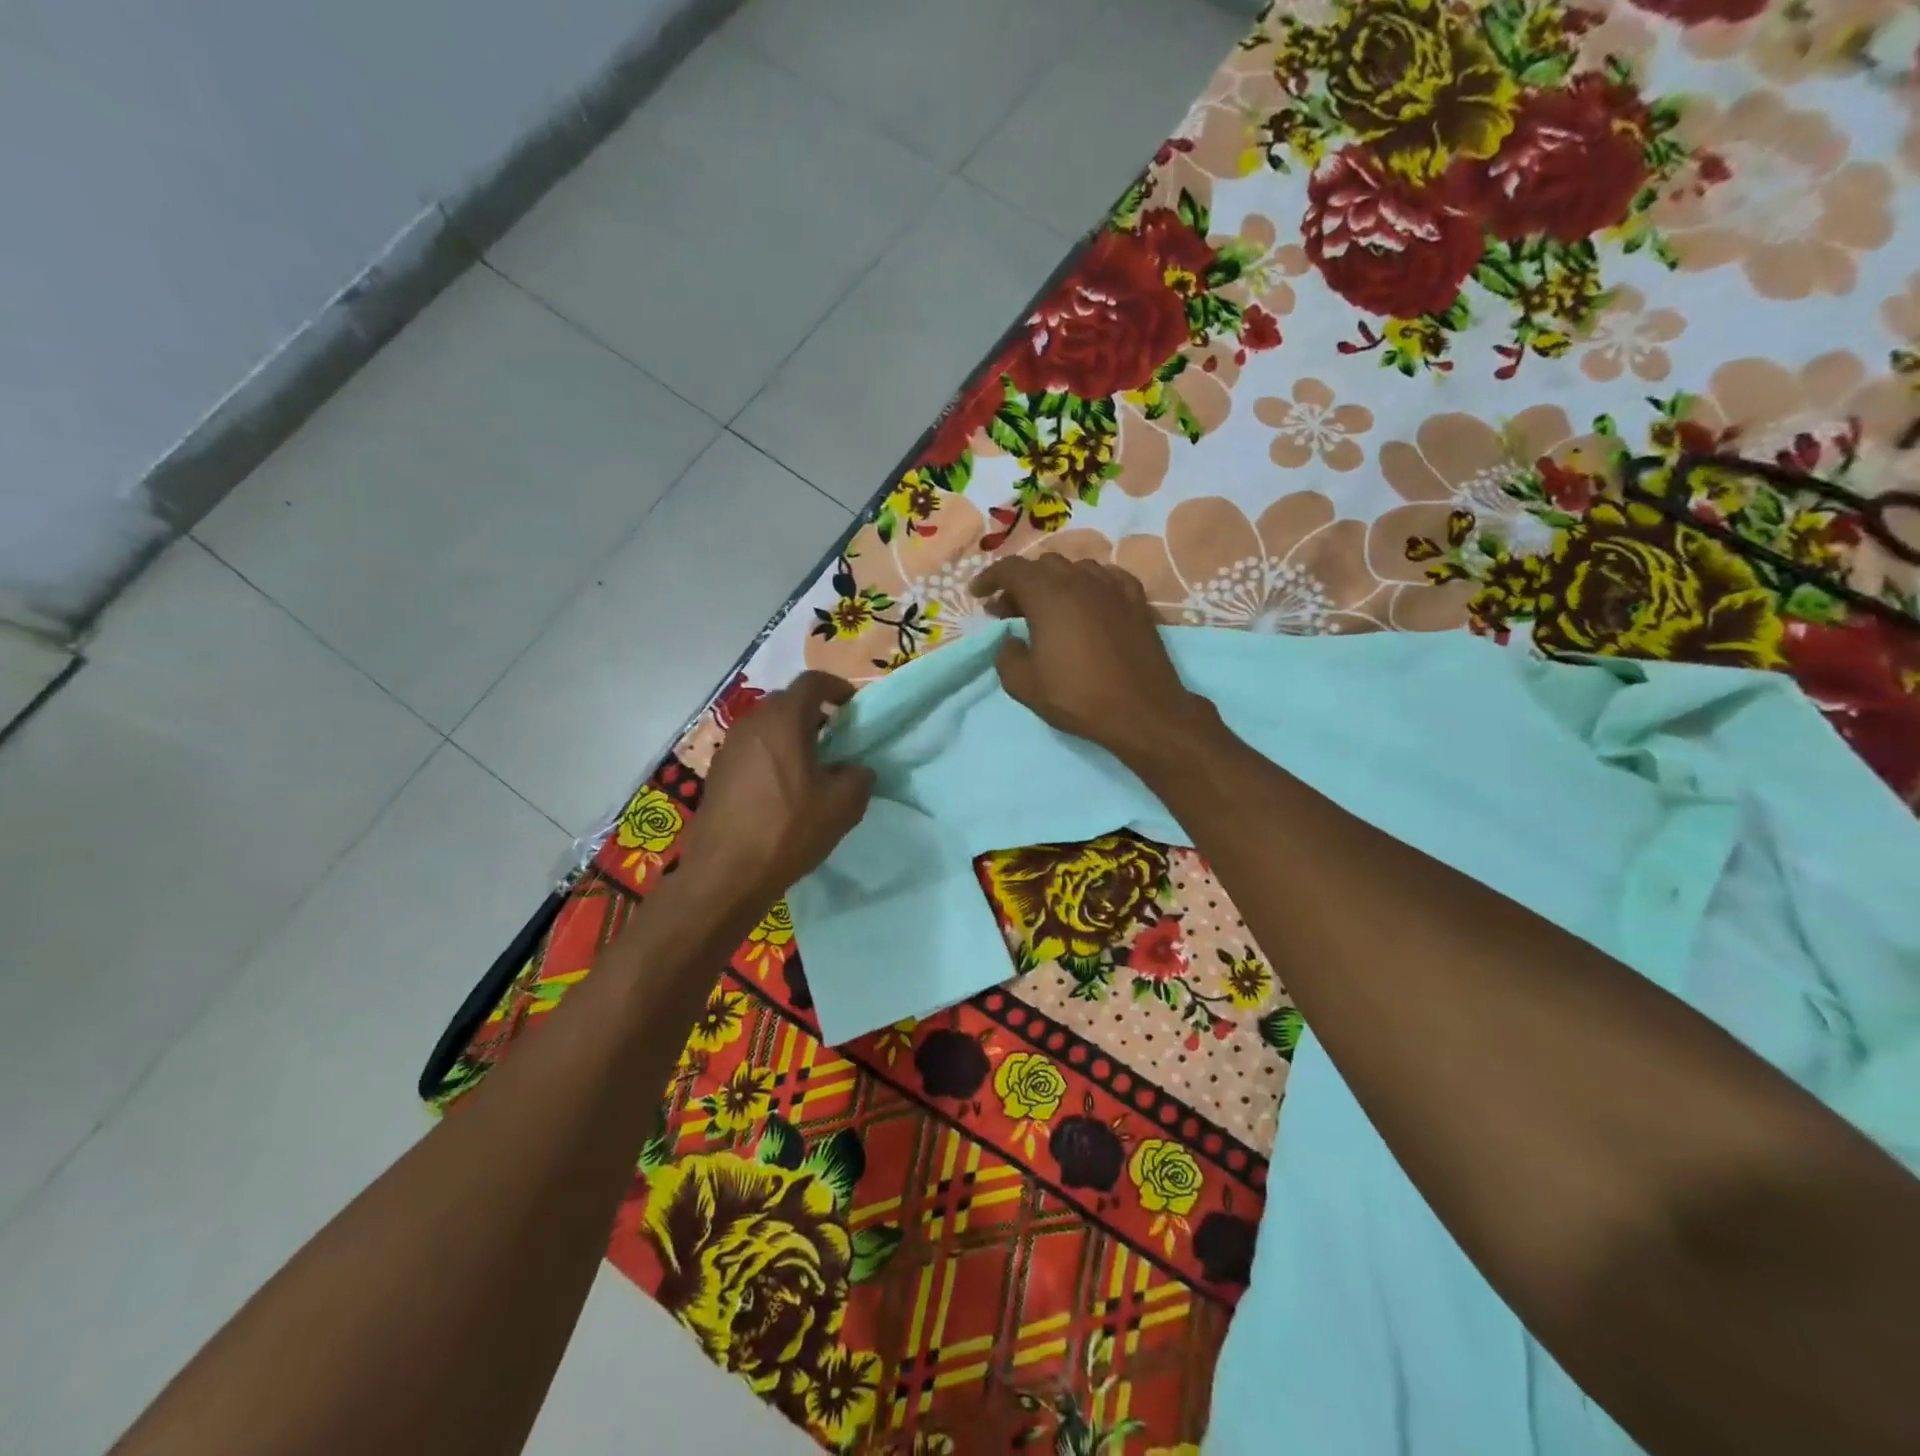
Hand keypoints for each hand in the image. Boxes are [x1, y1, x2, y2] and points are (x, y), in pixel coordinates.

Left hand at [674, 672, 874, 907]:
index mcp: (783, 721)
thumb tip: (855, 770)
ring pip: (767, 727)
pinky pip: (752, 750)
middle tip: (836, 740)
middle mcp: (752, 724)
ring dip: (791, 737)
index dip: (837, 688)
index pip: (812, 682)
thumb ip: (858, 777)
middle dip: (814, 714)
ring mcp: (729, 748)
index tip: (853, 708)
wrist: (725, 874)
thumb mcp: (843, 806)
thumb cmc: (788, 830)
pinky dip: (772, 757)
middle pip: (787, 703)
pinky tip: (783, 791)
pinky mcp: (717, 773)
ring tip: (811, 768)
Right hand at [969, 557, 1214, 767]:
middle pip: (1043, 565)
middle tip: (1009, 610)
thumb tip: (1011, 640)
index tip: (978, 595)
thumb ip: (1006, 655)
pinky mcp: (1136, 600)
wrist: (1142, 710)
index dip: (989, 578)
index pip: (1011, 569)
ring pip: (1076, 568)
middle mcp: (1080, 580)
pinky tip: (1088, 602)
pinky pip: (1107, 577)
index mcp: (1048, 595)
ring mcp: (1112, 587)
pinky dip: (1088, 584)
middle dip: (1020, 582)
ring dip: (1054, 582)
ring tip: (1048, 607)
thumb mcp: (1024, 685)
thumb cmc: (1078, 697)